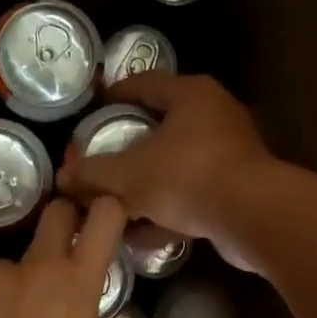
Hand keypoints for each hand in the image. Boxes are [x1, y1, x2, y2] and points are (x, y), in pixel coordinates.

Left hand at [0, 196, 127, 317]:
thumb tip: (91, 316)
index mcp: (77, 282)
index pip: (105, 216)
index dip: (107, 209)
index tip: (106, 219)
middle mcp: (37, 266)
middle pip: (55, 212)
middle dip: (63, 222)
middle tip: (60, 255)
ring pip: (15, 262)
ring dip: (18, 281)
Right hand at [55, 73, 274, 269]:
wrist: (253, 217)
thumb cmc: (187, 178)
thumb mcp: (128, 175)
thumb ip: (92, 174)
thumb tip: (63, 178)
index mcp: (190, 95)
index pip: (144, 83)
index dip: (114, 94)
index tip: (92, 108)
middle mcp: (214, 116)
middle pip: (160, 126)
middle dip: (127, 146)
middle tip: (99, 159)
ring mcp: (228, 154)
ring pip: (174, 165)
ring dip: (144, 185)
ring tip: (114, 200)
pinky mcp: (235, 189)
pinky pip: (189, 195)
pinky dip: (164, 211)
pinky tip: (140, 233)